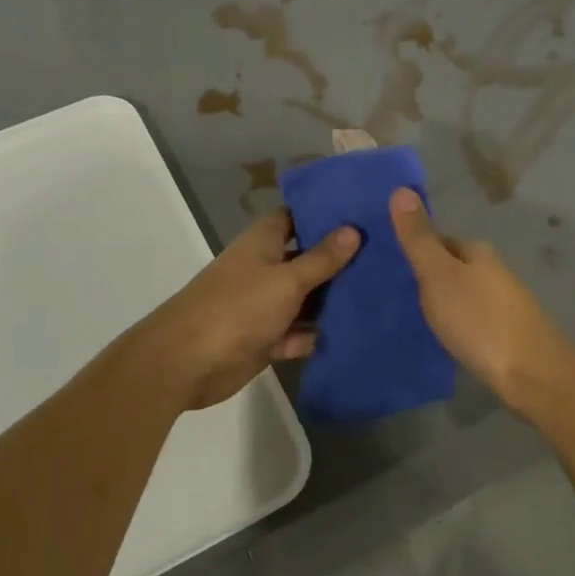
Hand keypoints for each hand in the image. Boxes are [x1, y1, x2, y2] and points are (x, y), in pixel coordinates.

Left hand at [138, 209, 359, 409]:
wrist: (188, 362)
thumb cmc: (238, 308)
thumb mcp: (287, 280)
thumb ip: (321, 259)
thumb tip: (352, 230)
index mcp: (262, 243)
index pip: (295, 217)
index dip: (323, 214)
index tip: (361, 213)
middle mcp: (263, 269)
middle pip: (305, 259)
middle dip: (337, 261)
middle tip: (386, 257)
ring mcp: (262, 305)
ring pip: (303, 299)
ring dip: (330, 302)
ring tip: (381, 297)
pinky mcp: (263, 339)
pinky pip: (295, 334)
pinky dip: (313, 336)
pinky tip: (352, 335)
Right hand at [388, 187, 574, 409]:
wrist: (532, 374)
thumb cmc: (479, 320)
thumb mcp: (439, 275)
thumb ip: (419, 238)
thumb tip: (401, 188)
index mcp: (477, 252)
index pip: (439, 239)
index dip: (414, 248)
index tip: (388, 264)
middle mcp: (493, 270)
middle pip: (452, 265)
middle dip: (427, 274)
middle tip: (394, 292)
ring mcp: (504, 302)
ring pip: (463, 291)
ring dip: (442, 298)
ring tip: (413, 315)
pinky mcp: (507, 332)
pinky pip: (472, 316)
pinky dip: (456, 320)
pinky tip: (445, 335)